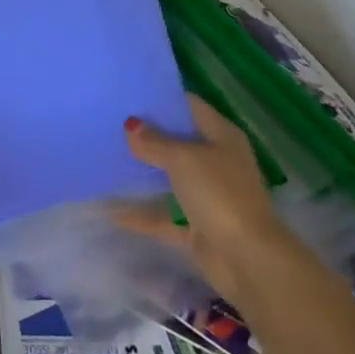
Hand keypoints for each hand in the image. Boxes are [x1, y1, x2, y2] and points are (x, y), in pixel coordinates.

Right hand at [117, 94, 287, 301]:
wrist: (247, 260)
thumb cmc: (219, 194)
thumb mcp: (183, 159)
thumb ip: (154, 142)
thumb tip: (130, 125)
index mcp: (222, 137)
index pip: (190, 106)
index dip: (163, 98)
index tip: (129, 94)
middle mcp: (217, 162)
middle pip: (178, 141)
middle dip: (148, 134)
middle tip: (111, 122)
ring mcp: (208, 195)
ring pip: (170, 177)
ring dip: (145, 172)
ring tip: (108, 156)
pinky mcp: (197, 225)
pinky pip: (164, 215)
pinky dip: (142, 214)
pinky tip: (112, 210)